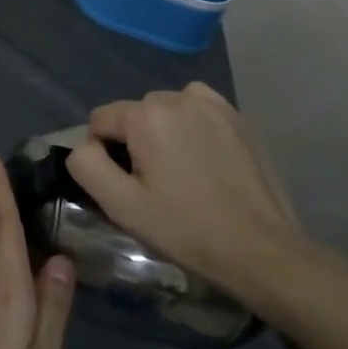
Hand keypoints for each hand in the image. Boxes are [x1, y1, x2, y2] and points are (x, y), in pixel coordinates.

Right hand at [65, 83, 300, 300]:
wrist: (262, 251)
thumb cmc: (186, 229)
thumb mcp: (121, 205)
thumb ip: (87, 165)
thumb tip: (85, 146)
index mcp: (146, 116)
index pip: (100, 120)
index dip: (103, 154)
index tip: (125, 186)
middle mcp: (179, 98)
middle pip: (134, 113)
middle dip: (134, 141)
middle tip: (154, 184)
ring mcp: (213, 105)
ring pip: (165, 110)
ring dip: (162, 132)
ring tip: (180, 172)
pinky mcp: (239, 118)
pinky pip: (197, 110)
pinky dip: (192, 127)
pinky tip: (203, 159)